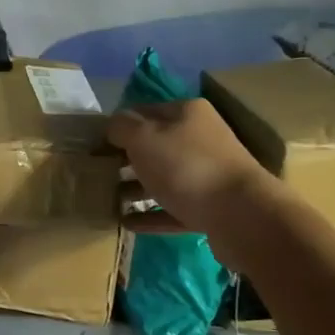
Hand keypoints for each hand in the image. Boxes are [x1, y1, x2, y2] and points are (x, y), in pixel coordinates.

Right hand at [108, 99, 278, 265]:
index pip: (142, 111)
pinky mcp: (211, 208)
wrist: (242, 216)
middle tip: (96, 173)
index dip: (116, 127)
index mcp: (186, 113)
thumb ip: (121, 127)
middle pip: (154, 145)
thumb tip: (112, 127)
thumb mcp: (143, 137)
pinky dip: (150, 214)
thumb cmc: (186, 166)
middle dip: (125, 158)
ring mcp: (207, 174)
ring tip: (107, 199)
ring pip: (163, 177)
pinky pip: (173, 208)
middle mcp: (200, 138)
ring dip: (135, 188)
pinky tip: (126, 222)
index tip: (92, 146)